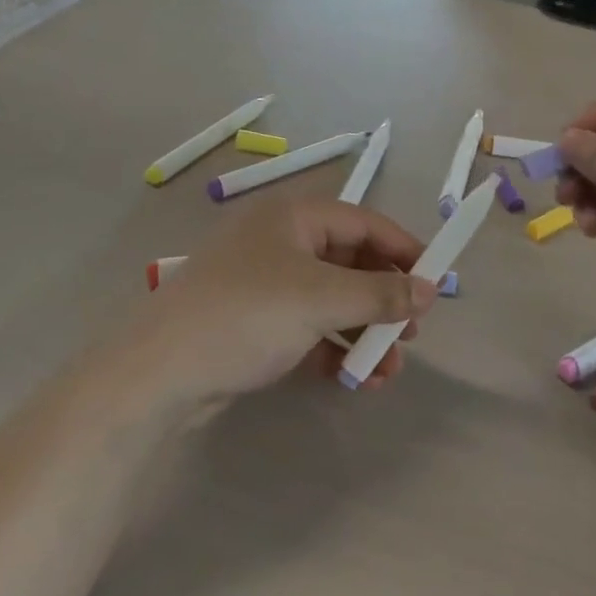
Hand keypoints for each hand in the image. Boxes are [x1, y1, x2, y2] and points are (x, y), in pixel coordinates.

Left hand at [121, 199, 440, 407]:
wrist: (159, 372)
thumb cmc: (247, 314)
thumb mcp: (321, 300)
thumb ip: (380, 293)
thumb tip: (430, 289)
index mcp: (293, 217)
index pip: (363, 222)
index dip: (403, 249)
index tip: (436, 281)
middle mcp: (280, 241)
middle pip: (349, 261)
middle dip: (383, 298)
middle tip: (412, 332)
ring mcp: (265, 282)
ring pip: (330, 299)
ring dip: (363, 330)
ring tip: (388, 368)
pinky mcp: (254, 321)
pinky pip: (307, 326)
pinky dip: (332, 347)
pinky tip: (353, 378)